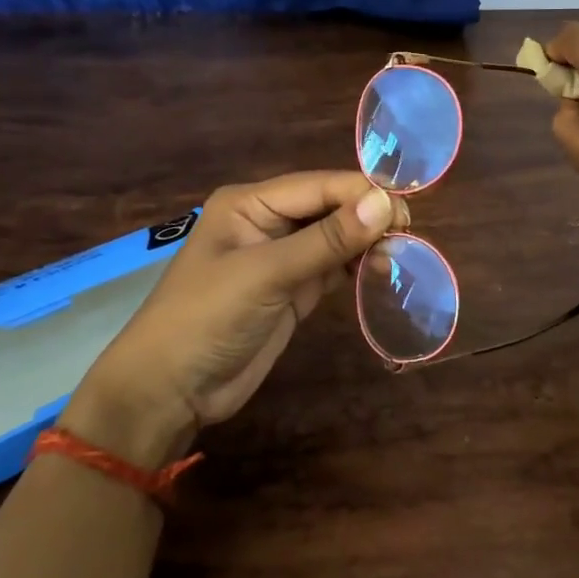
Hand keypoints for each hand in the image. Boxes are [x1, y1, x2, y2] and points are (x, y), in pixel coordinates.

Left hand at [62, 172, 407, 465]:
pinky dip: (358, 266)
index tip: (405, 211)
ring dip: (367, 242)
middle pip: (330, 207)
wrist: (170, 391)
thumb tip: (386, 204)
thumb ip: (326, 240)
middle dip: (368, 217)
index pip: (318, 186)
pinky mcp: (293, 290)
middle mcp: (268, 221)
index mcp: (251, 203)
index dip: (362, 194)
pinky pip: (333, 267)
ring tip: (402, 253)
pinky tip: (382, 269)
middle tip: (408, 235)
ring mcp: (282, 257)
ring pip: (336, 237)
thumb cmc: (206, 319)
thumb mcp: (266, 275)